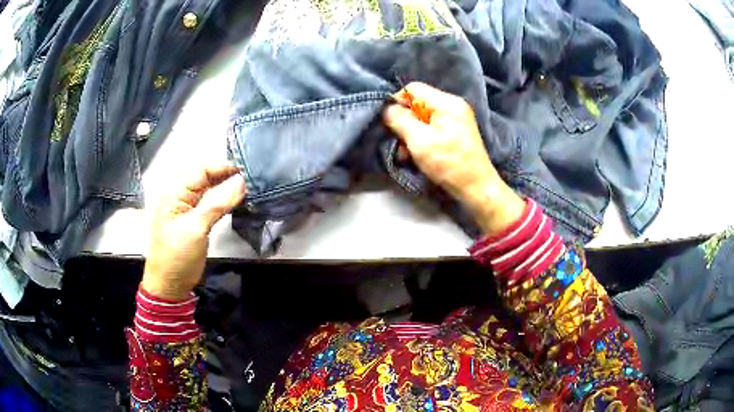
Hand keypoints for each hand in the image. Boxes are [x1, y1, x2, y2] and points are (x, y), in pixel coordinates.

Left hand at [142, 165, 246, 299]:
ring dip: (227, 189)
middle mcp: (180, 197)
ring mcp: (187, 210)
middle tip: (251, 179)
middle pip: (205, 178)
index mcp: (174, 193)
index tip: (246, 170)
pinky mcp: (194, 222)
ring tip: (248, 188)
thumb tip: (241, 182)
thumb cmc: (177, 257)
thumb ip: (218, 203)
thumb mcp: (196, 229)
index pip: (200, 170)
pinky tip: (237, 201)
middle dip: (227, 177)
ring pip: (209, 191)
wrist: (170, 286)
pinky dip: (224, 202)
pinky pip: (210, 205)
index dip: (223, 168)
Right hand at [383, 82, 524, 235]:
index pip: (413, 88)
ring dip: (411, 135)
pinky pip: (432, 128)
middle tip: (400, 143)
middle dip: (405, 123)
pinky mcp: (456, 132)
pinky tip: (418, 156)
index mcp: (447, 102)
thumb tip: (387, 108)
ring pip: (423, 118)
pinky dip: (422, 140)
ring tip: (408, 154)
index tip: (391, 123)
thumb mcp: (419, 140)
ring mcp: (456, 119)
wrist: (476, 188)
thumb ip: (399, 120)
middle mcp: (453, 106)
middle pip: (418, 104)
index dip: (397, 102)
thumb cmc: (449, 163)